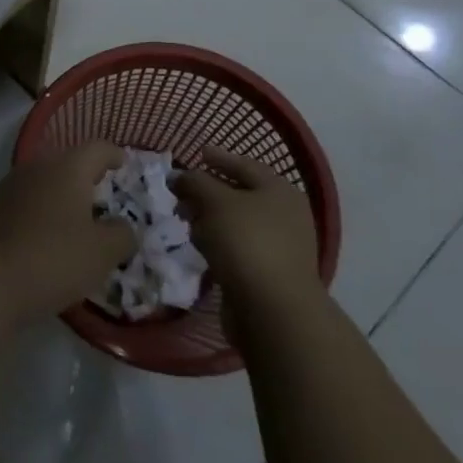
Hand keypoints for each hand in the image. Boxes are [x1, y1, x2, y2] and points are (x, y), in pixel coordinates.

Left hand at [0, 143, 134, 325]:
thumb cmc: (52, 258)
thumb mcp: (102, 253)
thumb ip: (121, 235)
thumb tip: (122, 226)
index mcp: (67, 168)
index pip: (97, 148)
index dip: (114, 154)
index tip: (125, 163)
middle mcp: (35, 168)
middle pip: (67, 163)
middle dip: (86, 177)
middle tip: (104, 196)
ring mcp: (8, 188)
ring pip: (43, 184)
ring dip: (61, 198)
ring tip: (77, 222)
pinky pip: (25, 205)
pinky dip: (40, 216)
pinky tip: (46, 240)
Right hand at [176, 148, 321, 308]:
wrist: (274, 310)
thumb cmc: (247, 242)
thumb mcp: (215, 201)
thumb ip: (194, 182)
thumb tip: (178, 176)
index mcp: (279, 190)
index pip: (244, 165)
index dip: (219, 157)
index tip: (197, 153)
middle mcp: (284, 215)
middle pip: (239, 194)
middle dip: (207, 192)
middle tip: (180, 192)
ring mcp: (278, 246)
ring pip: (235, 223)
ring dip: (209, 219)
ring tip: (185, 221)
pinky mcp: (268, 273)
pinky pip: (236, 247)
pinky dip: (217, 243)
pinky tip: (200, 247)